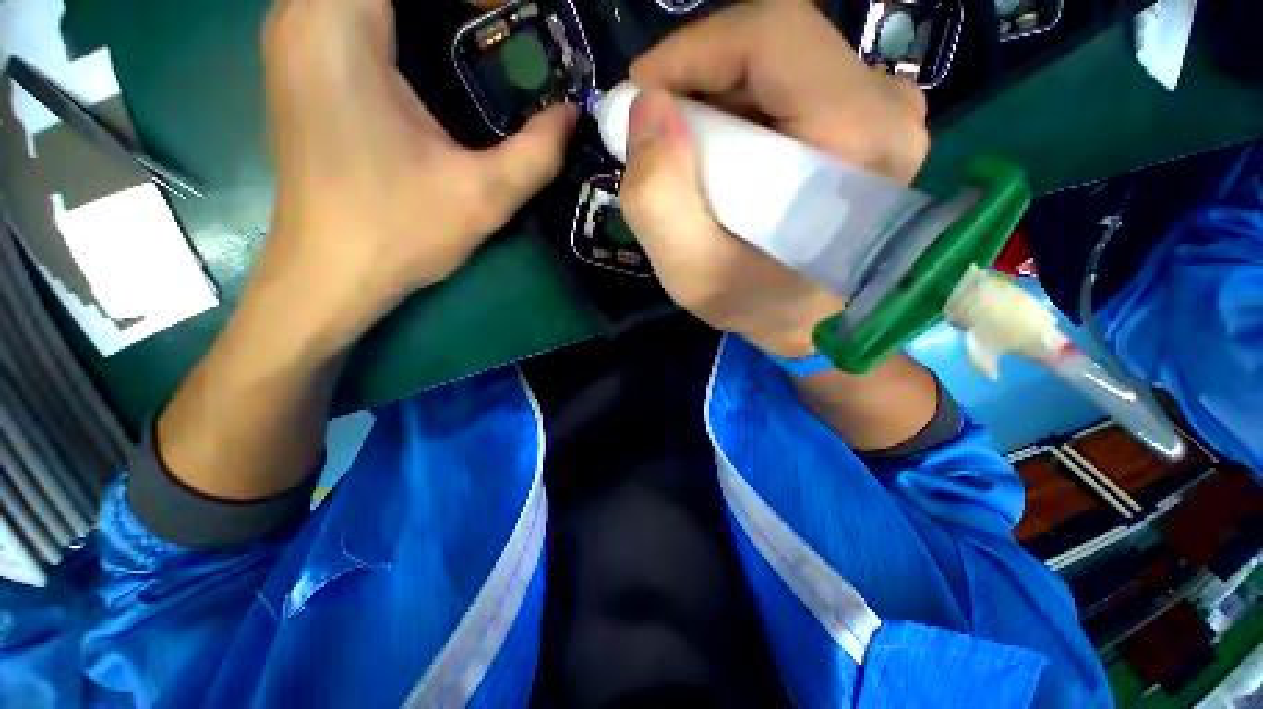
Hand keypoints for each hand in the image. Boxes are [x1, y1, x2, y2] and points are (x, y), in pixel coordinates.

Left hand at [257, 0, 576, 352]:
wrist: (328, 273)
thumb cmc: (397, 233)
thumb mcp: (483, 197)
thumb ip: (537, 152)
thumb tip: (572, 115)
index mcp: (340, 27)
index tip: (514, 17)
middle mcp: (304, 15)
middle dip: (457, 4)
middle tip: (505, 25)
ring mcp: (295, 37)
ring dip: (427, 12)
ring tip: (481, 34)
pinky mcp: (301, 64)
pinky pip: (352, 11)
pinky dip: (401, 19)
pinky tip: (438, 51)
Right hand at [620, 0, 928, 356]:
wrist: (810, 324)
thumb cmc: (756, 306)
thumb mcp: (693, 274)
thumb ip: (658, 201)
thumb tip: (646, 109)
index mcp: (854, 138)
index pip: (772, 36)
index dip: (693, 51)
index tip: (641, 96)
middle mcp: (884, 108)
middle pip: (773, 47)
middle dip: (698, 84)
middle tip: (659, 139)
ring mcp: (882, 112)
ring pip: (776, 65)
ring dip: (716, 103)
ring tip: (690, 163)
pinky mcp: (868, 122)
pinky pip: (788, 87)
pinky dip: (740, 114)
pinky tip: (722, 163)